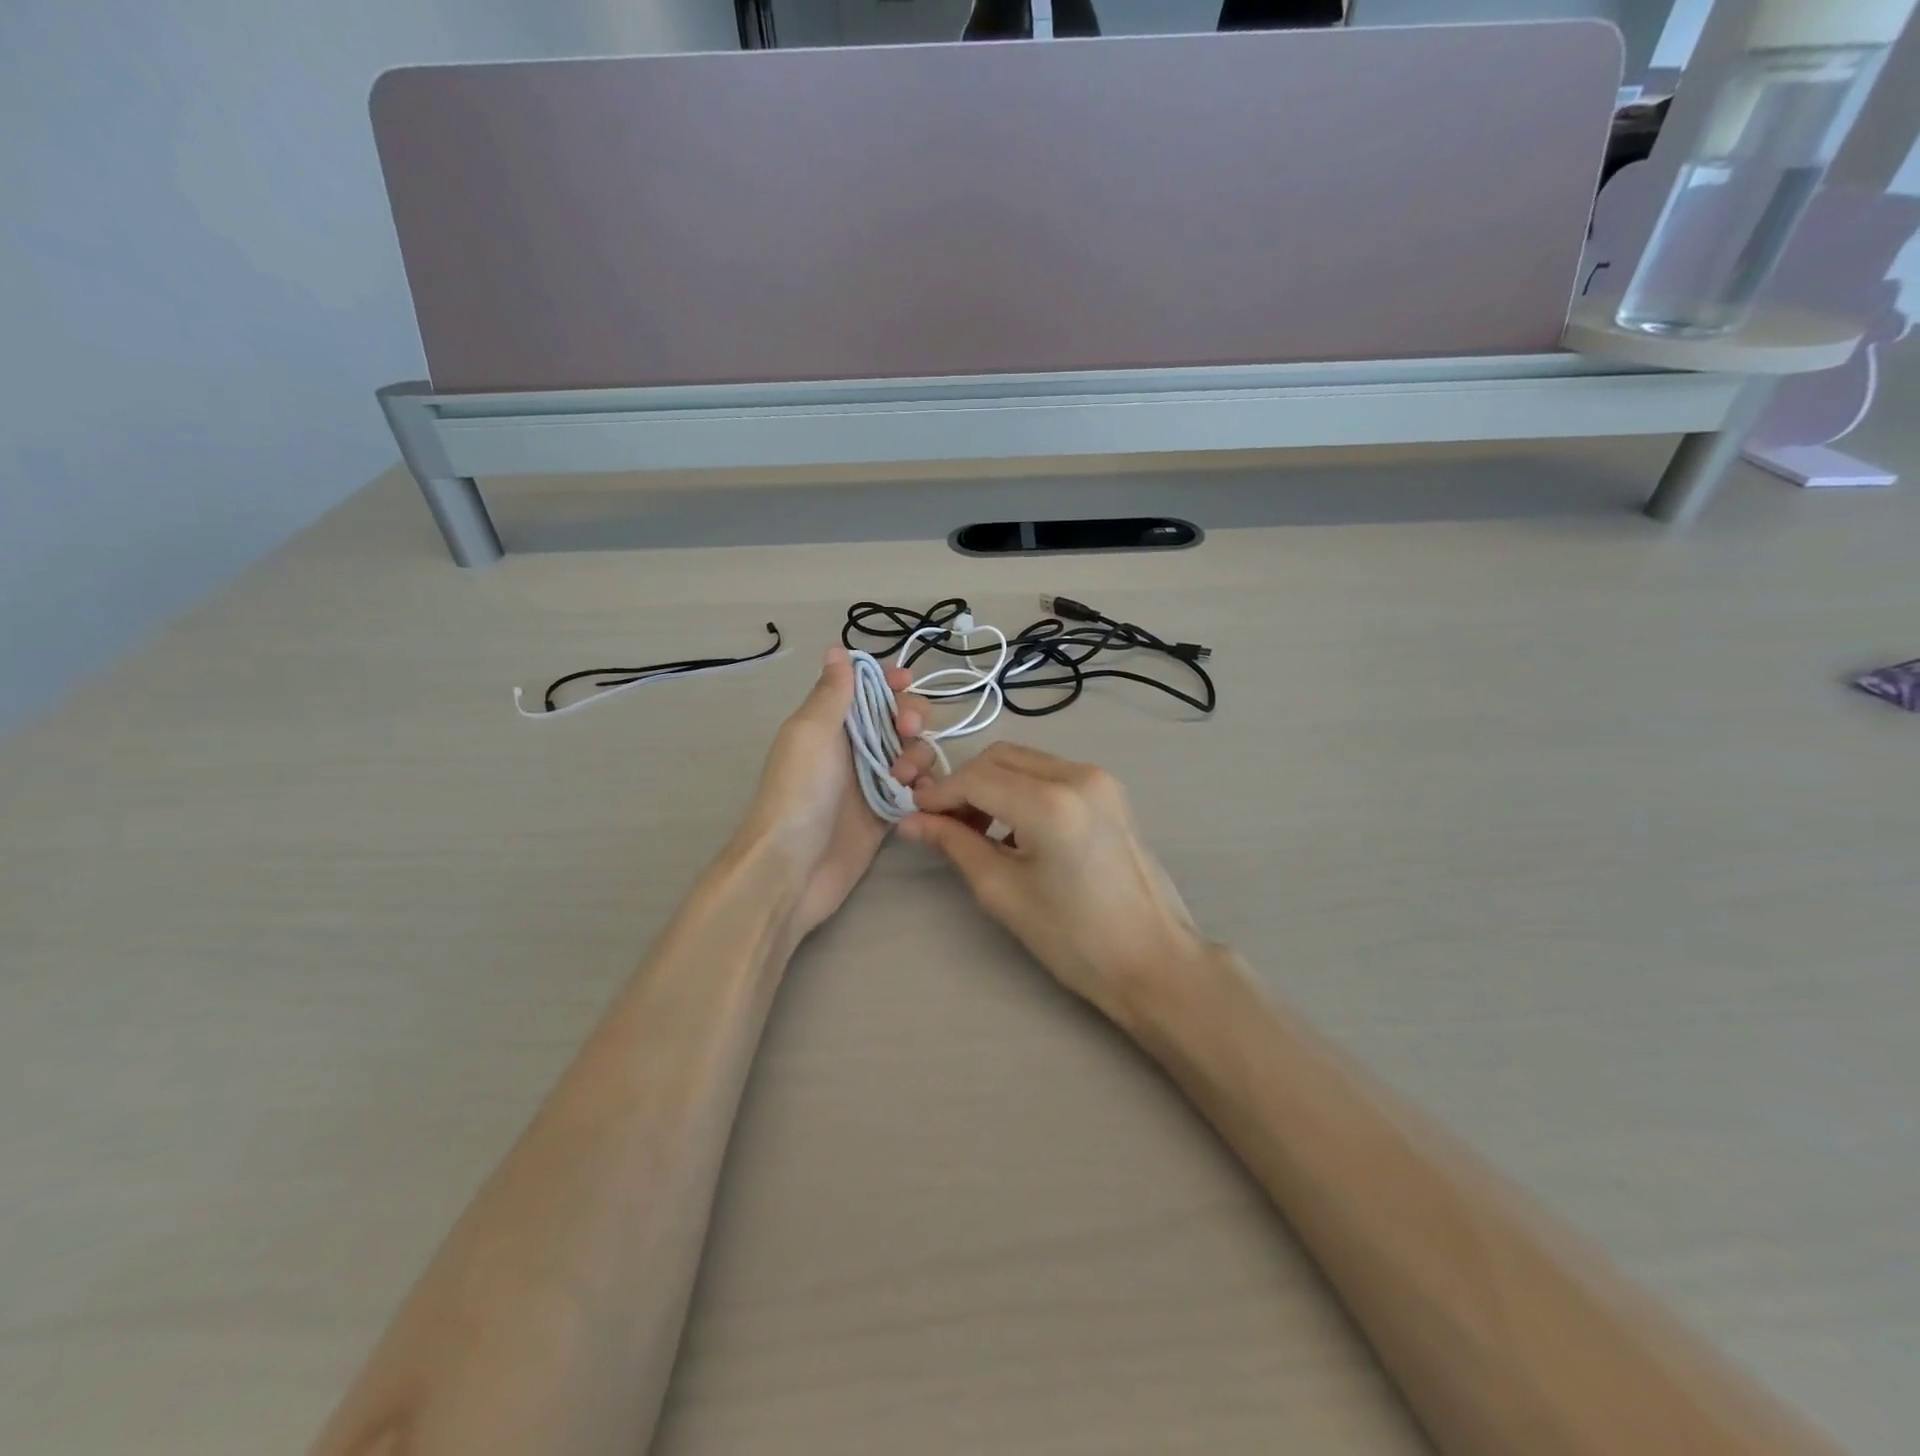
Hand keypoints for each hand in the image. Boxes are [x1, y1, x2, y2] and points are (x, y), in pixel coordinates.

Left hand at [738, 646, 926, 941]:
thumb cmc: (799, 791)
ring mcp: (871, 780)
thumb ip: (831, 692)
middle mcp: (852, 746)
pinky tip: (920, 795)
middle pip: (896, 716)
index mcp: (830, 721)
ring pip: (912, 752)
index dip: (888, 680)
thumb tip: (837, 649)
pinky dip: (924, 786)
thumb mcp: (811, 732)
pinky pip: (917, 788)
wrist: (793, 867)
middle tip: (907, 730)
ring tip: (902, 779)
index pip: (866, 687)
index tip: (905, 682)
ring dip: (917, 756)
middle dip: (911, 716)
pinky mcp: (886, 812)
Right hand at [895, 742, 1208, 1022]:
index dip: (939, 794)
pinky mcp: (1110, 790)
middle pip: (1000, 757)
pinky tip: (1013, 826)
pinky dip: (1022, 788)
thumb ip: (955, 845)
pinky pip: (1051, 772)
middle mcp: (1077, 775)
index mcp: (1049, 803)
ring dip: (992, 784)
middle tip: (944, 824)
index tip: (917, 816)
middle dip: (964, 784)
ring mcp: (1099, 778)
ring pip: (1025, 760)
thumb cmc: (1074, 938)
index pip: (976, 778)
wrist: (1152, 959)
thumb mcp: (1003, 891)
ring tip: (976, 829)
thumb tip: (911, 823)